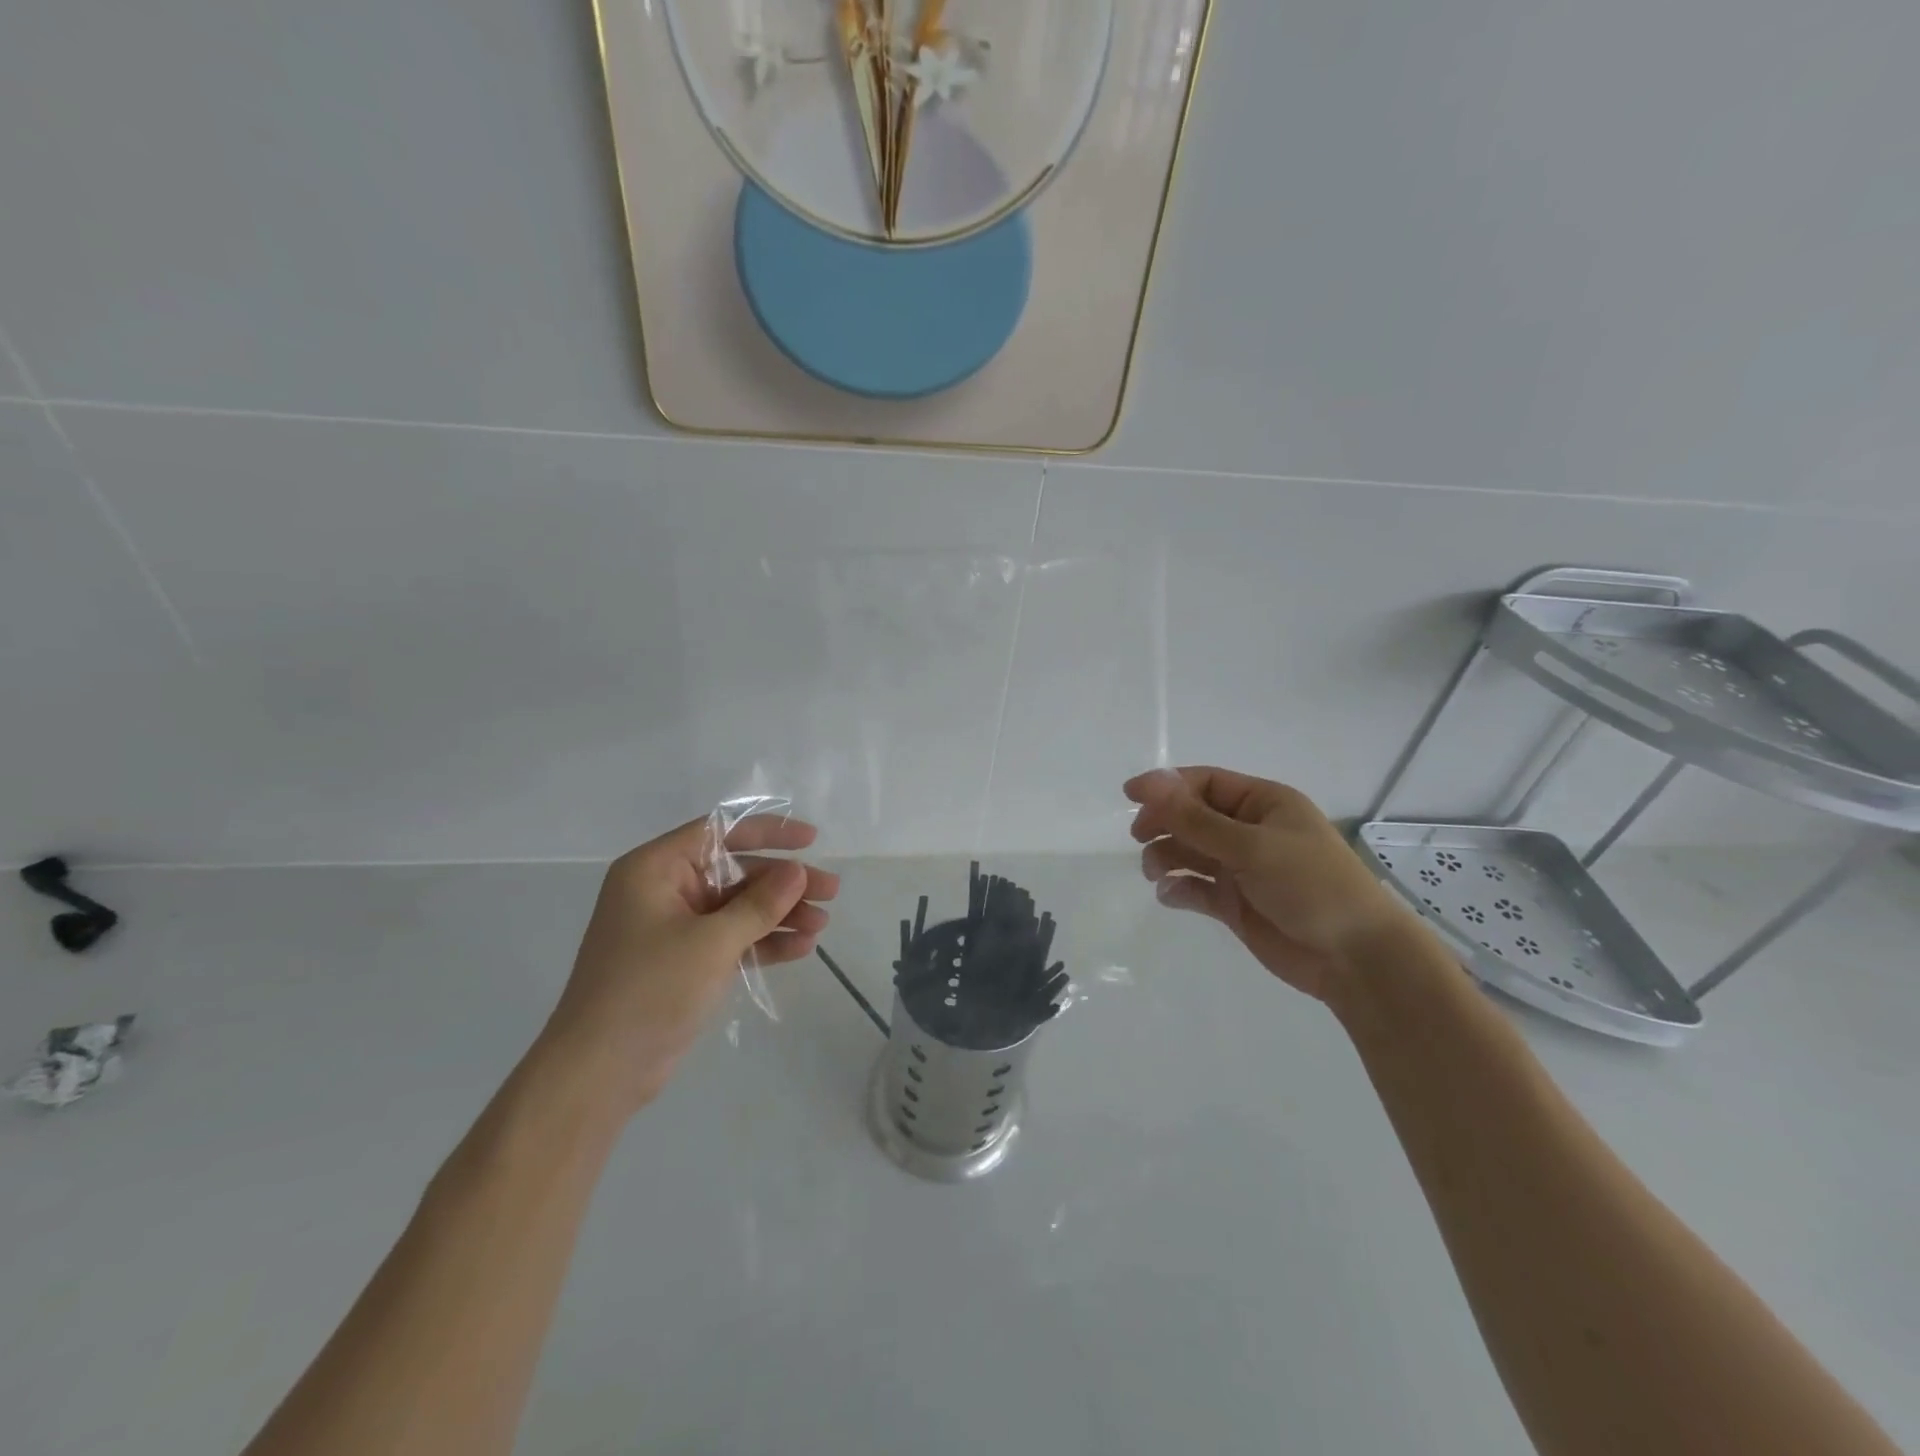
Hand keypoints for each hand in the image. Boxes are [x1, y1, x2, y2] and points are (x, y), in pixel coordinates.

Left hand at [537, 814, 838, 1115]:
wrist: (598, 1073)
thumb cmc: (649, 991)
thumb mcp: (711, 942)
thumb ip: (759, 904)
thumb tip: (799, 870)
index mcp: (656, 869)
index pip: (720, 832)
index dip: (769, 832)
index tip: (811, 841)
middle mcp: (664, 890)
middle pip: (736, 872)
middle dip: (784, 883)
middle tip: (831, 891)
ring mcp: (674, 928)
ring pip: (738, 907)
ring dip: (781, 914)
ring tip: (823, 924)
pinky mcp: (684, 962)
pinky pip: (732, 939)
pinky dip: (764, 941)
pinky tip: (802, 948)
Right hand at [1125, 767, 1421, 1002]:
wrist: (1355, 958)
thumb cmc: (1310, 885)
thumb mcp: (1251, 846)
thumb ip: (1195, 819)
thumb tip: (1151, 783)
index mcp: (1263, 803)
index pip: (1205, 783)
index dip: (1167, 786)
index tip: (1130, 796)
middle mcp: (1250, 831)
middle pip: (1193, 816)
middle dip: (1164, 823)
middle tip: (1140, 837)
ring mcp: (1242, 868)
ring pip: (1190, 852)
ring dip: (1167, 856)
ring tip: (1154, 872)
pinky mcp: (1235, 904)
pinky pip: (1196, 888)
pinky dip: (1178, 888)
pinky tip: (1169, 895)